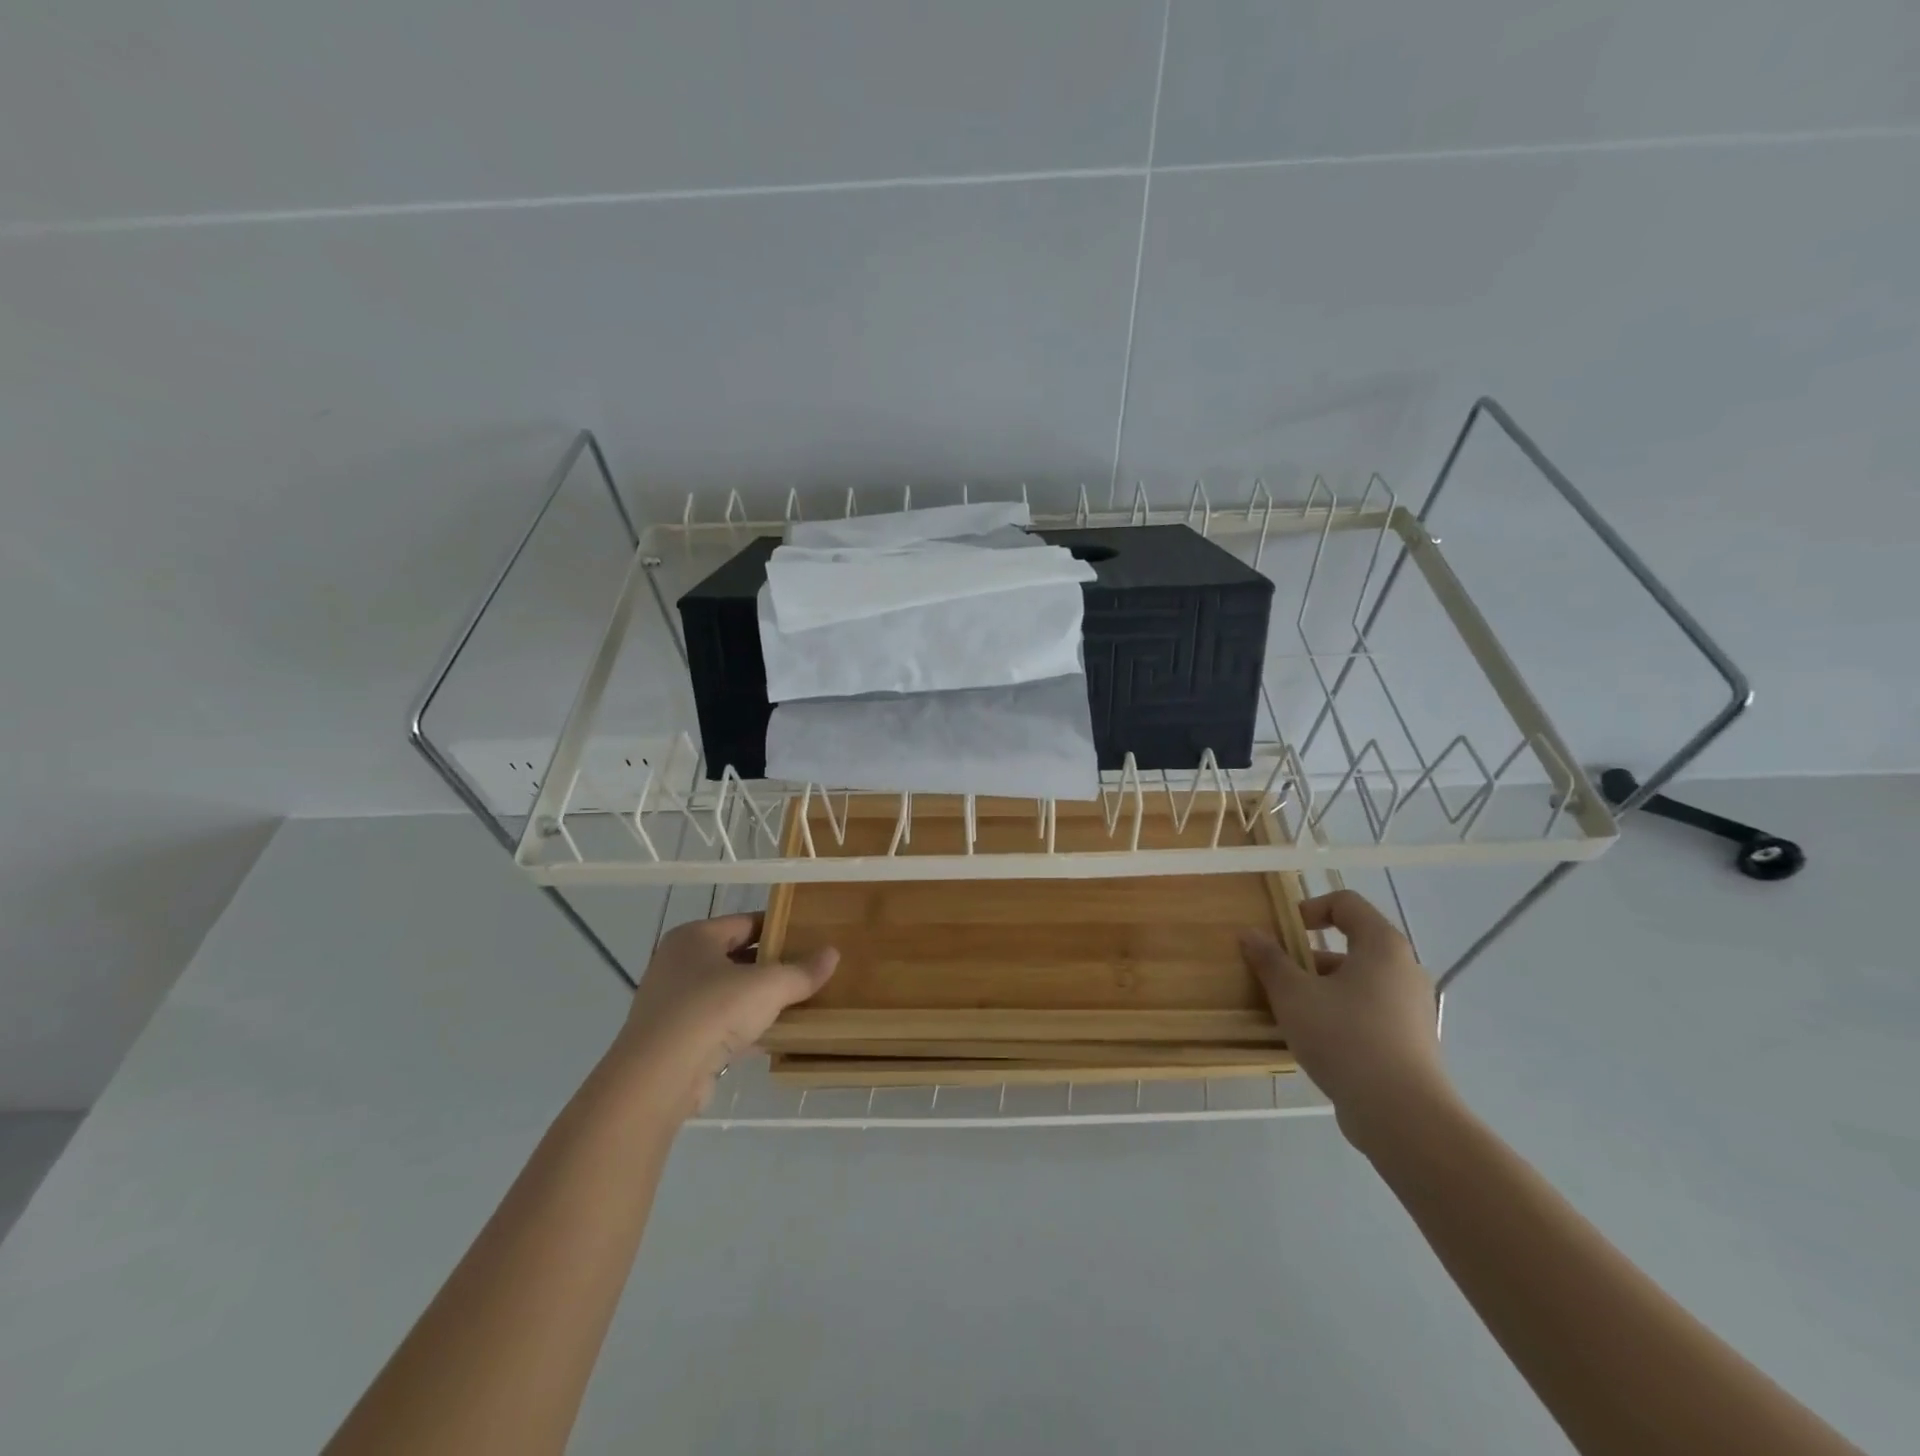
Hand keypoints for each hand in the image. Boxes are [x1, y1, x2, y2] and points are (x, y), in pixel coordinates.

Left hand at [612, 913, 837, 1116]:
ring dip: (758, 1000)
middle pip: (736, 957)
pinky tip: (773, 1037)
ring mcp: (673, 1004)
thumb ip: (802, 971)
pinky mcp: (674, 1041)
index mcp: (694, 937)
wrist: (658, 1078)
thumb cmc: (711, 1011)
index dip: (779, 927)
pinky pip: (719, 1026)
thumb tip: (833, 953)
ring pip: (727, 994)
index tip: (810, 936)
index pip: (745, 922)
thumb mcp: (768, 986)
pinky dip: (744, 1029)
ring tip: (798, 1003)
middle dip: (771, 966)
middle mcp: (678, 964)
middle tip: (809, 970)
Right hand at [1239, 890, 1450, 1147]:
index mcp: (1382, 946)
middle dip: (1308, 957)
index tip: (1283, 934)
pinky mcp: (1411, 1041)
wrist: (1401, 1114)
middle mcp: (1404, 969)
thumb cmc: (1344, 1037)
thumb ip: (1270, 960)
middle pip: (1351, 945)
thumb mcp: (1293, 994)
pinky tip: (1314, 1041)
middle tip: (1278, 978)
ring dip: (1320, 989)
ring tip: (1289, 1013)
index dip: (1310, 909)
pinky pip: (1368, 1012)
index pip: (1346, 903)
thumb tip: (1250, 934)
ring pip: (1357, 982)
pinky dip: (1340, 1015)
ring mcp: (1412, 1007)